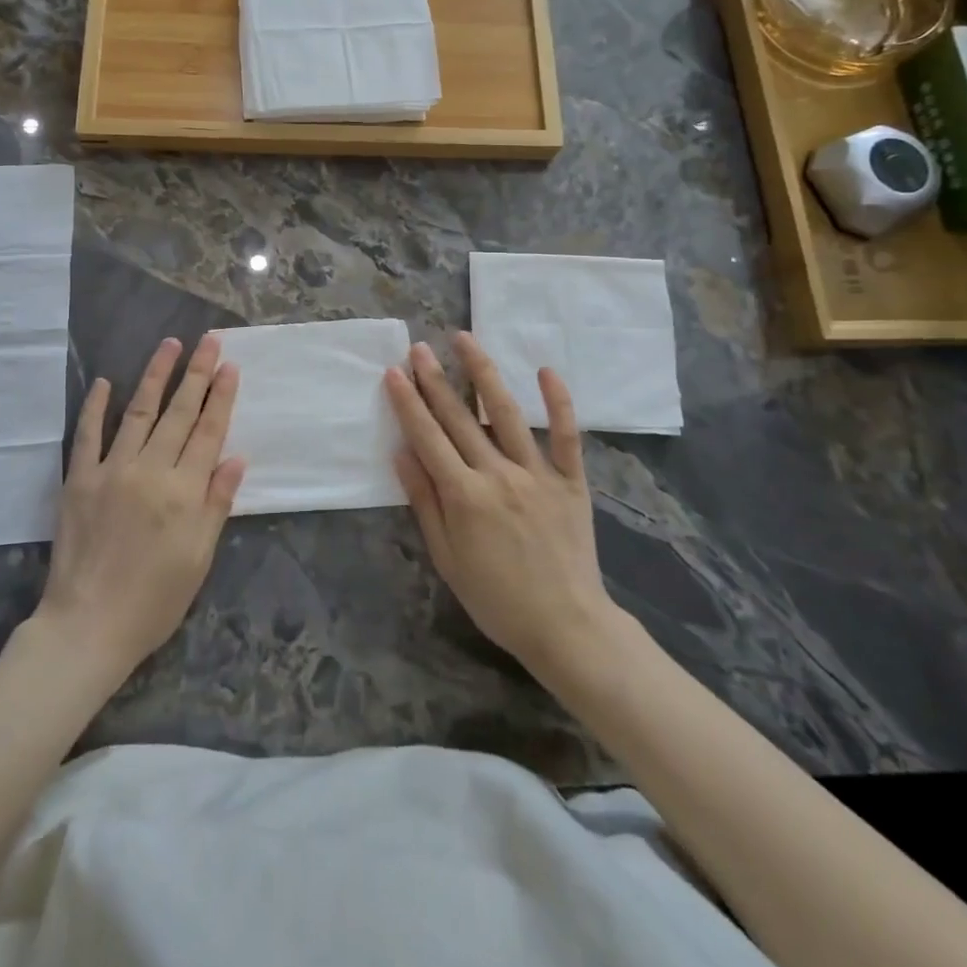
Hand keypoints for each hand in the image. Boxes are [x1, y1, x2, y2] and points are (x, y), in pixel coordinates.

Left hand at [36, 334, 244, 678]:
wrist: (88, 626)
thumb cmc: (154, 600)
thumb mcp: (199, 558)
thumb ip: (217, 503)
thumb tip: (236, 457)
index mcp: (184, 492)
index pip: (208, 432)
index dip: (221, 397)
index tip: (230, 366)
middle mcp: (150, 471)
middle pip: (179, 413)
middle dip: (197, 374)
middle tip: (209, 341)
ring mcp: (111, 471)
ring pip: (139, 412)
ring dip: (155, 376)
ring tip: (170, 345)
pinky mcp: (79, 480)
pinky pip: (88, 435)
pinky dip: (96, 407)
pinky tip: (104, 382)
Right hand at [385, 333, 619, 677]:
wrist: (566, 626)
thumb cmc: (496, 598)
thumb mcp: (447, 558)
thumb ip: (424, 501)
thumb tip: (402, 453)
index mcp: (464, 496)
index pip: (428, 437)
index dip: (408, 402)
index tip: (394, 372)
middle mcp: (499, 475)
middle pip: (461, 418)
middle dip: (436, 379)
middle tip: (419, 347)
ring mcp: (538, 474)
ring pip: (508, 413)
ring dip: (484, 374)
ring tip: (465, 340)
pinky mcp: (572, 482)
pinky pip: (567, 436)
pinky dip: (558, 402)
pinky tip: (545, 370)